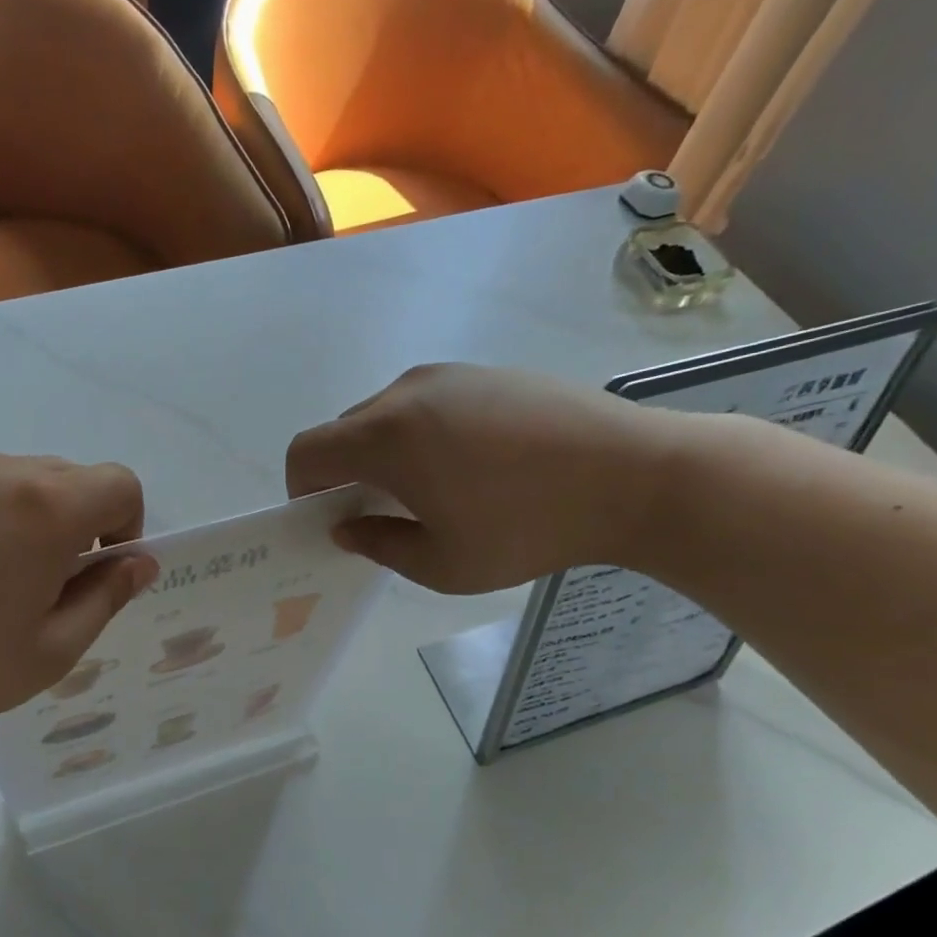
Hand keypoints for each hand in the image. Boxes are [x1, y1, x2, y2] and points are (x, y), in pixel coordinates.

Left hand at [0, 453, 155, 750]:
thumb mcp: (49, 652)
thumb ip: (106, 598)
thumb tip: (139, 563)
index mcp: (45, 507)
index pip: (120, 484)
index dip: (125, 526)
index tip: (95, 571)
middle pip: (67, 477)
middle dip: (74, 523)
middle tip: (38, 585)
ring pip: (10, 479)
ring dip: (20, 518)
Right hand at [286, 364, 678, 592]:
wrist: (634, 475)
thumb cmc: (528, 528)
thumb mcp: (442, 564)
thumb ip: (378, 545)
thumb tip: (347, 527)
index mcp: (386, 436)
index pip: (307, 451)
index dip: (302, 489)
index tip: (330, 518)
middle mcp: (406, 392)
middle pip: (344, 430)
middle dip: (345, 472)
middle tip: (382, 513)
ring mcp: (449, 375)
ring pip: (385, 414)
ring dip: (383, 452)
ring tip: (430, 490)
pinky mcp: (486, 372)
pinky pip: (427, 402)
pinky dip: (421, 433)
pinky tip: (470, 465)